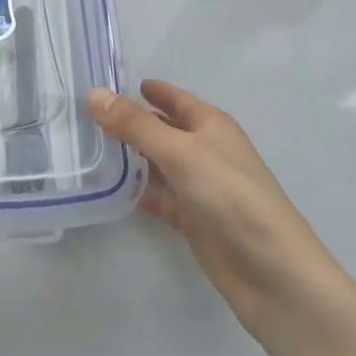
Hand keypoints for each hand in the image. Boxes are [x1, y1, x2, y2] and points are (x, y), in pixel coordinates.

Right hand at [88, 81, 346, 347]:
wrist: (272, 272)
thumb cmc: (230, 196)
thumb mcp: (179, 151)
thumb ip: (134, 124)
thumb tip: (93, 93)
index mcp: (210, 125)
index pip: (172, 97)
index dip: (144, 89)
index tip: (105, 82)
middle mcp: (205, 150)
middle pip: (161, 129)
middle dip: (128, 122)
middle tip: (83, 115)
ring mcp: (199, 186)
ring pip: (157, 163)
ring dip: (128, 157)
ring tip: (86, 147)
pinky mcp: (193, 219)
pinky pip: (158, 196)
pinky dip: (137, 190)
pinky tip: (107, 187)